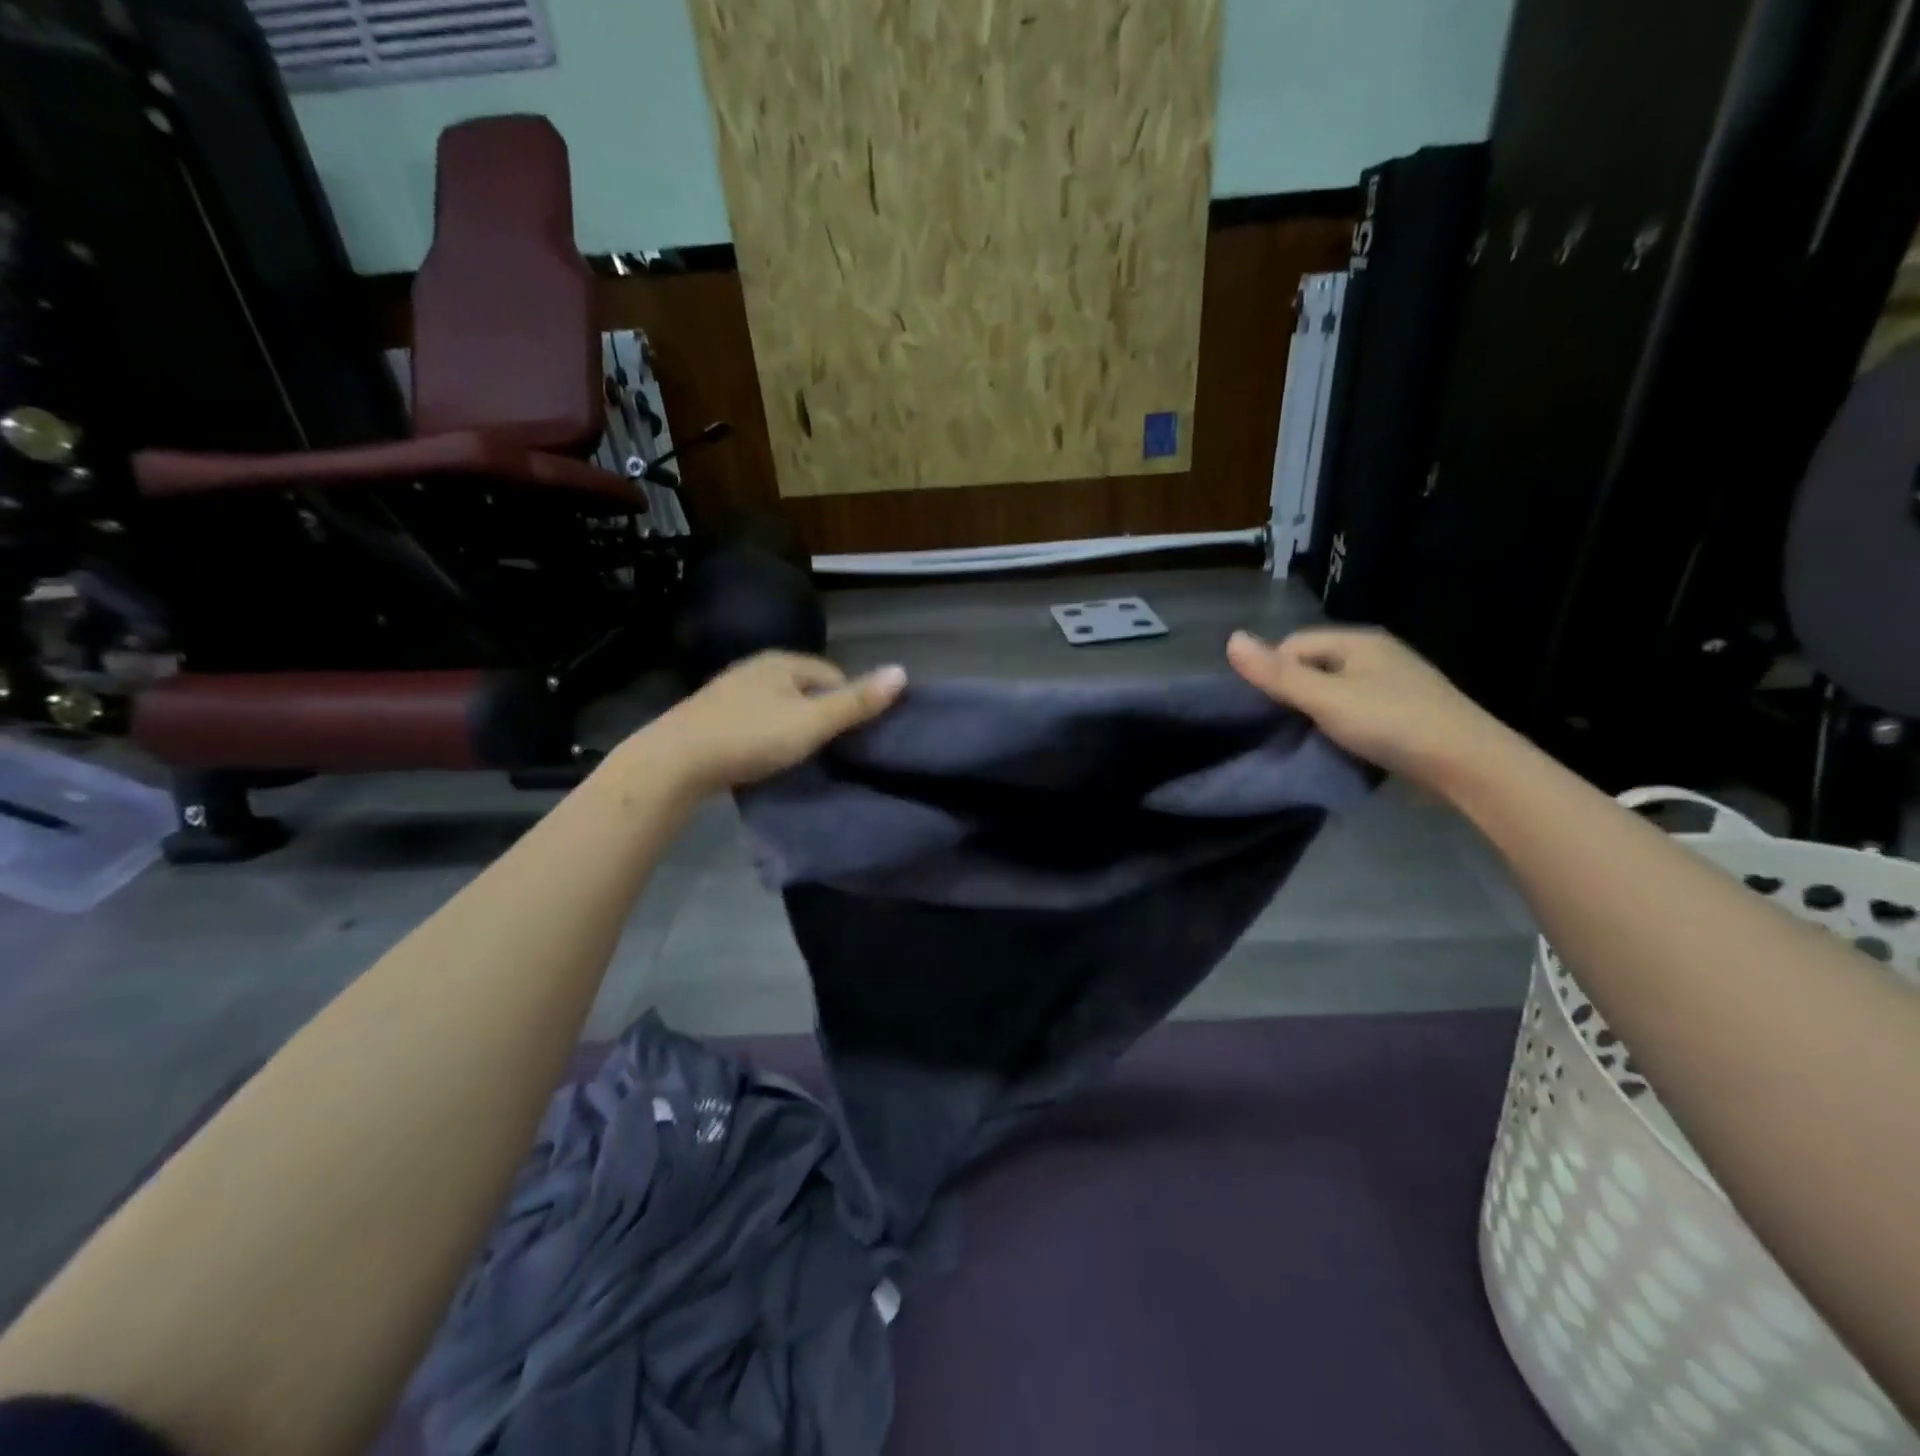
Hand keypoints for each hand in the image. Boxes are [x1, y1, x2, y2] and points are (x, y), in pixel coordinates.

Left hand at [645, 652, 906, 794]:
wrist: (674, 761)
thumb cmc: (750, 737)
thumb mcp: (812, 723)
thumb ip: (856, 702)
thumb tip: (903, 672)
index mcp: (782, 662)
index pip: (833, 674)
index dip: (848, 702)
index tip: (853, 735)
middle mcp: (756, 668)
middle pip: (805, 689)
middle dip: (820, 714)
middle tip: (828, 749)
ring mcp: (730, 691)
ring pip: (778, 705)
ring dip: (792, 726)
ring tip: (799, 756)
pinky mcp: (711, 716)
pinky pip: (754, 720)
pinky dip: (766, 735)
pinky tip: (765, 757)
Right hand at [1226, 627, 1513, 788]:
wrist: (1471, 765)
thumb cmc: (1392, 724)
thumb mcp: (1326, 699)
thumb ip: (1277, 674)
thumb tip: (1231, 639)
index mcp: (1358, 641)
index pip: (1293, 645)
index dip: (1272, 672)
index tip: (1264, 710)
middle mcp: (1377, 654)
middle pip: (1314, 666)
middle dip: (1293, 693)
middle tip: (1281, 728)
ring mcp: (1395, 683)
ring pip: (1336, 690)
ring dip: (1317, 712)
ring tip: (1307, 740)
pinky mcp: (1407, 711)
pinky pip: (1358, 709)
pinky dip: (1342, 724)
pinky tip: (1340, 745)